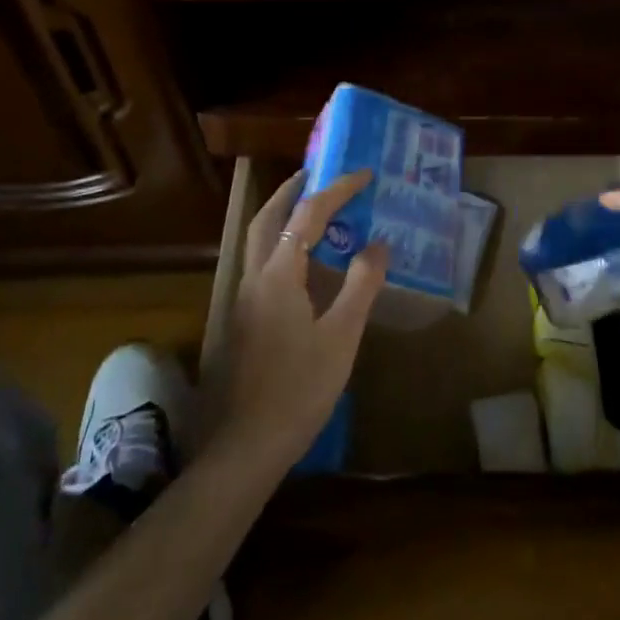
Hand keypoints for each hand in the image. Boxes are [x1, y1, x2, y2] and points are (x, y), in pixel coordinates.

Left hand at [200, 170, 388, 473]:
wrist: (247, 445)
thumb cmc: (299, 388)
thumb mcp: (341, 336)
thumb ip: (360, 285)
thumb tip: (377, 244)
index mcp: (278, 275)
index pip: (307, 215)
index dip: (336, 190)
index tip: (363, 174)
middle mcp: (253, 278)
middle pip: (266, 218)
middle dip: (291, 191)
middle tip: (318, 175)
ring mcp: (242, 301)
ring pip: (257, 242)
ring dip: (282, 216)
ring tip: (314, 211)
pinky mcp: (242, 321)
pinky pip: (261, 265)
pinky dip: (280, 245)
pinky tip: (302, 266)